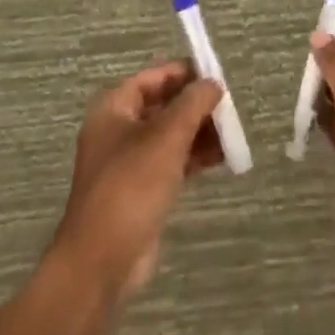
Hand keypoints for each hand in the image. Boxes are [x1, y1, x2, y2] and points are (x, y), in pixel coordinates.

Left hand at [50, 61, 225, 303]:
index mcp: (114, 109)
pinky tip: (222, 158)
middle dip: (196, 106)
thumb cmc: (131, 186)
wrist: (102, 261)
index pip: (153, 78)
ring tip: (232, 134)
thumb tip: (213, 83)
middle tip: (229, 108)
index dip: (183, 73)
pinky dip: (195, 158)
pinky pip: (172, 163)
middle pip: (163, 106)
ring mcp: (129, 164)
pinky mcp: (141, 192)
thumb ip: (193, 103)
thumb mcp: (167, 136)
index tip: (215, 75)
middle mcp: (118, 131)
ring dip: (200, 133)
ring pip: (170, 136)